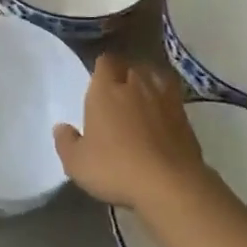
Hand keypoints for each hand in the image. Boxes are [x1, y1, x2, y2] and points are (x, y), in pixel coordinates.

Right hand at [53, 54, 207, 209]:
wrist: (169, 184)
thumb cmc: (115, 168)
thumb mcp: (77, 163)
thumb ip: (66, 142)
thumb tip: (61, 127)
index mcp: (105, 90)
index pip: (105, 61)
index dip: (102, 68)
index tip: (99, 81)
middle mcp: (135, 86)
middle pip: (131, 66)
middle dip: (125, 74)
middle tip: (119, 91)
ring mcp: (164, 99)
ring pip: (155, 78)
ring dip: (148, 84)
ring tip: (144, 96)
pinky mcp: (185, 117)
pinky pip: (173, 99)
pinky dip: (167, 103)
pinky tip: (163, 115)